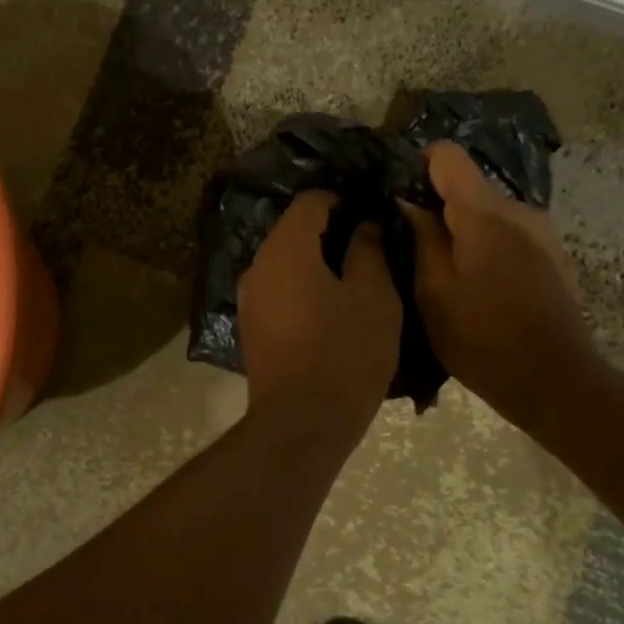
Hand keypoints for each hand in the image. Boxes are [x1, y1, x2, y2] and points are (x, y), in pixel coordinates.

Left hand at [238, 191, 401, 434]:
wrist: (301, 424)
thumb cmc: (345, 354)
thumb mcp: (373, 297)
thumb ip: (368, 250)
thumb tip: (363, 225)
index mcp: (286, 249)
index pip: (311, 201)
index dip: (344, 200)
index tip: (372, 214)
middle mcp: (258, 265)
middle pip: (294, 230)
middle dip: (331, 230)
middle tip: (372, 246)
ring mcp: (250, 297)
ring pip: (286, 261)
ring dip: (317, 261)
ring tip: (356, 277)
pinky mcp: (252, 325)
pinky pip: (280, 288)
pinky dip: (304, 286)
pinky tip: (332, 306)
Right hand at [400, 142, 606, 443]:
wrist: (554, 380)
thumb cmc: (482, 336)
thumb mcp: (433, 290)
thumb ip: (421, 237)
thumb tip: (409, 202)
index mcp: (485, 213)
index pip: (449, 156)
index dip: (419, 164)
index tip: (399, 192)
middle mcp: (520, 210)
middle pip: (470, 190)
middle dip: (439, 209)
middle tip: (411, 246)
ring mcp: (543, 234)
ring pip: (490, 217)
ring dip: (464, 234)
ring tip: (443, 274)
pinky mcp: (554, 259)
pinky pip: (510, 238)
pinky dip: (487, 250)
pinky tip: (478, 289)